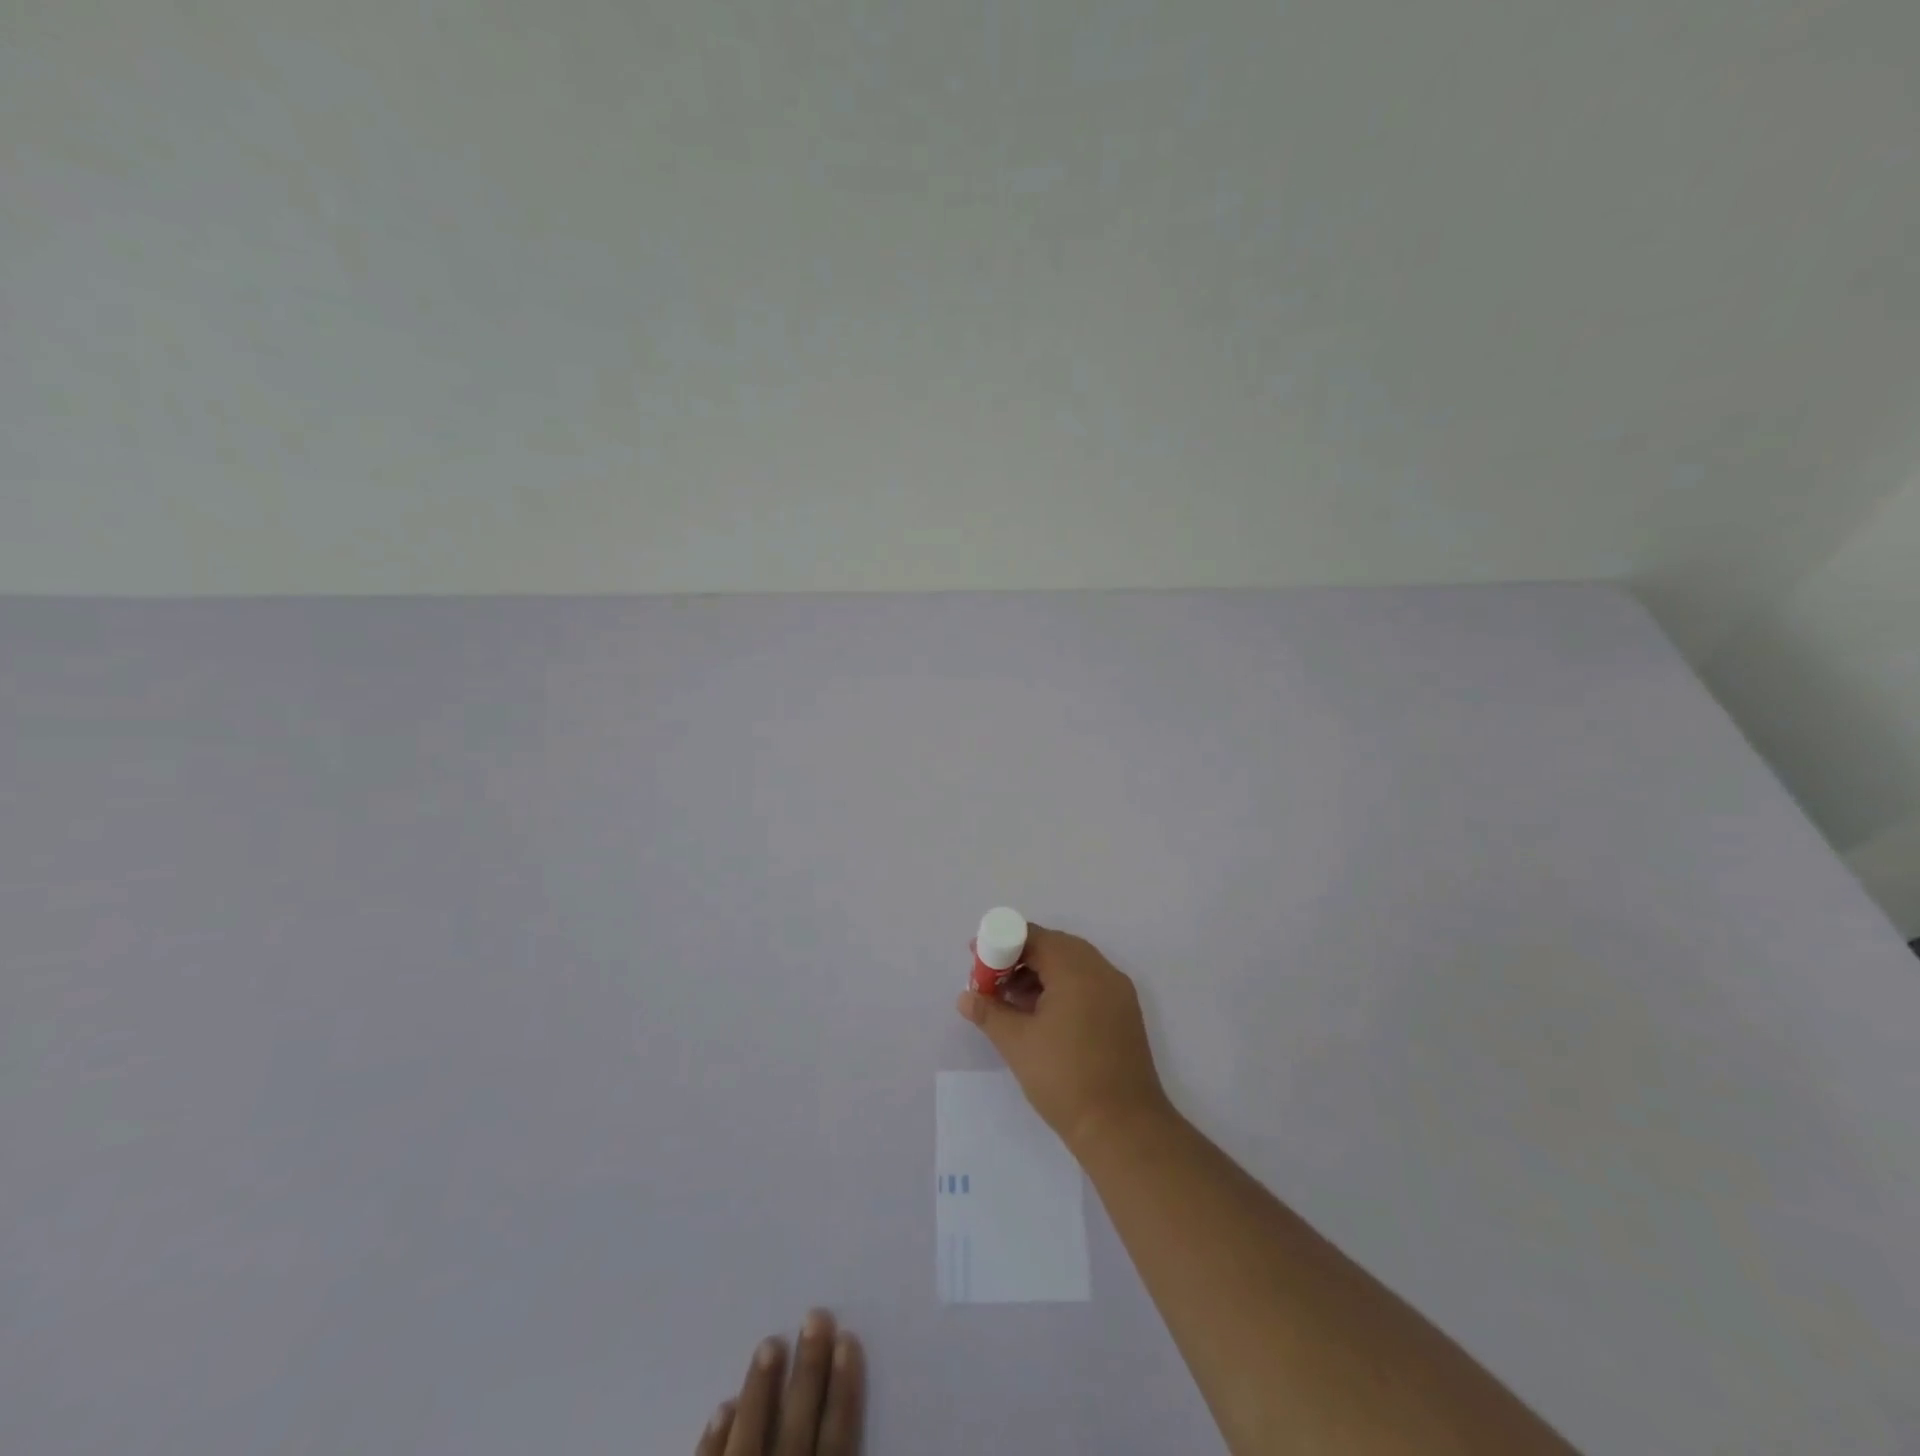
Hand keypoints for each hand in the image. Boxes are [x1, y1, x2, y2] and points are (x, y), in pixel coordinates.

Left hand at [696, 1311, 863, 1455]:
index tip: (847, 1340)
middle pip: (796, 1428)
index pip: (836, 1440)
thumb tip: (845, 1408)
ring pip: (750, 1440)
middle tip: (814, 1316)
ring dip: (760, 1392)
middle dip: (807, 1371)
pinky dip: (714, 1441)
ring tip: (769, 1343)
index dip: (843, 1391)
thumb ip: (842, 1451)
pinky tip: (722, 1408)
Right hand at [955, 924, 1170, 1153]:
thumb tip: (965, 997)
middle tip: (992, 979)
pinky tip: (1041, 1015)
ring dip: (1041, 974)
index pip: (1035, 937)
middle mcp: (1102, 971)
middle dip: (1021, 957)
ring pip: (1073, 965)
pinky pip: (1089, 984)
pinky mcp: (1124, 1013)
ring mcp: (1118, 992)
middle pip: (1055, 947)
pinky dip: (1063, 988)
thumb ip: (989, 1012)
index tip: (978, 959)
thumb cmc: (1065, 1078)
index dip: (1003, 943)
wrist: (1124, 1128)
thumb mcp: (1017, 1043)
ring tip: (1011, 1001)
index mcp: (1077, 969)